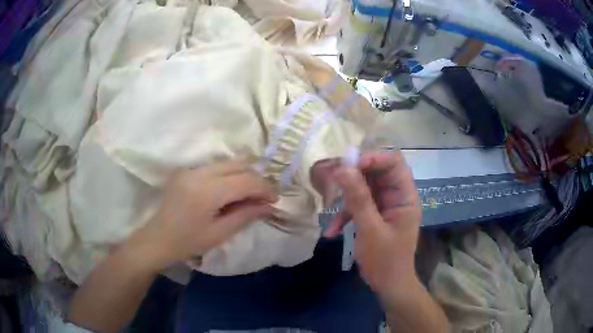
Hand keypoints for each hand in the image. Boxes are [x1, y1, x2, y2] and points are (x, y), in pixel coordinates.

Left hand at [126, 160, 277, 271]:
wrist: (157, 239)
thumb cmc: (188, 242)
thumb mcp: (220, 233)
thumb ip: (246, 215)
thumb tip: (270, 206)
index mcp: (207, 192)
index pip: (246, 180)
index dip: (265, 188)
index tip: (274, 200)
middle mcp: (199, 173)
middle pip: (238, 164)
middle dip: (256, 179)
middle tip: (263, 197)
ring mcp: (190, 169)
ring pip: (227, 163)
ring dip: (243, 175)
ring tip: (249, 194)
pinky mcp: (186, 170)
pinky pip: (215, 167)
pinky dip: (228, 175)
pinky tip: (230, 191)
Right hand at [325, 151, 420, 297]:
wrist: (388, 285)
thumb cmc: (385, 260)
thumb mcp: (370, 229)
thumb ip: (358, 198)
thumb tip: (342, 168)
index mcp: (405, 196)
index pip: (394, 163)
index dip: (373, 158)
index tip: (348, 164)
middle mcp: (396, 196)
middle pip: (376, 172)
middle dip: (353, 175)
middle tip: (331, 177)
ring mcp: (384, 205)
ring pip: (364, 187)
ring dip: (346, 197)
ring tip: (328, 207)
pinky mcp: (374, 215)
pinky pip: (358, 205)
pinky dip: (345, 214)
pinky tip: (332, 230)